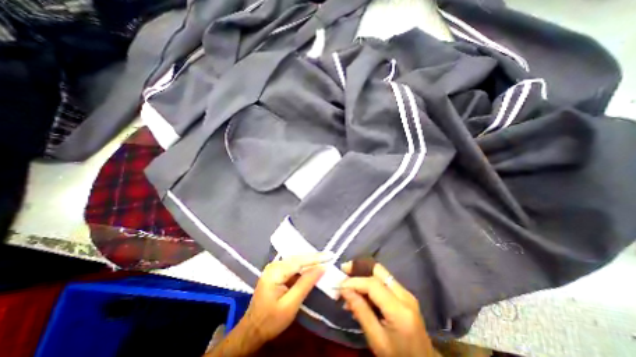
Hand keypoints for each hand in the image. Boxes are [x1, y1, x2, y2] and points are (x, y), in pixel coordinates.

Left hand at [240, 253, 330, 342]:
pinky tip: (311, 267)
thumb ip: (306, 284)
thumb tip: (321, 268)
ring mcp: (274, 267)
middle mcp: (274, 265)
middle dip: (314, 258)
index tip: (330, 255)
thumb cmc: (271, 321)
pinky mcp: (276, 271)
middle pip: (297, 258)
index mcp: (275, 272)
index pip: (299, 261)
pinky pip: (292, 265)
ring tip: (323, 260)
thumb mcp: (291, 304)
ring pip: (296, 260)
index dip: (316, 258)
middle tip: (329, 256)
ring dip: (309, 261)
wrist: (252, 330)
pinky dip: (303, 267)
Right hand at [341, 262, 439, 356]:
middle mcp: (405, 295)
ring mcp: (406, 293)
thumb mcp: (376, 340)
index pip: (373, 284)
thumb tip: (344, 289)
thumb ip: (360, 311)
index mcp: (399, 310)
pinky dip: (370, 283)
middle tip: (344, 270)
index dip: (354, 281)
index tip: (339, 285)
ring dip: (363, 276)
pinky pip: (384, 282)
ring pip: (380, 274)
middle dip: (359, 267)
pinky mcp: (404, 295)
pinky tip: (360, 294)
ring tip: (349, 287)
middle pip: (378, 270)